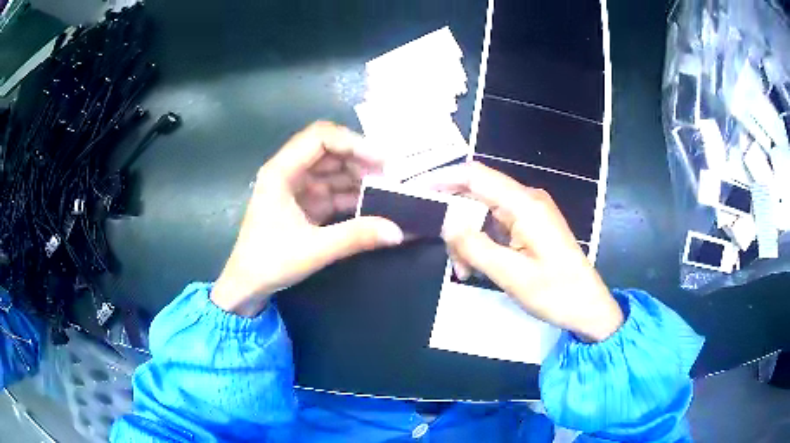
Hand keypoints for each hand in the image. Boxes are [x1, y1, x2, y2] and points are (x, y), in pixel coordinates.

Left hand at [211, 122, 403, 316]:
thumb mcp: (313, 249)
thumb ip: (355, 236)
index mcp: (281, 172)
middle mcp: (289, 172)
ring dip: (359, 177)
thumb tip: (398, 231)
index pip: (320, 138)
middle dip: (360, 159)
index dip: (352, 143)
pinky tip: (373, 203)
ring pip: (333, 170)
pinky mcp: (305, 204)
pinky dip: (353, 195)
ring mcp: (298, 188)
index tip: (381, 161)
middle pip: (329, 151)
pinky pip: (333, 190)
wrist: (247, 285)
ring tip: (387, 189)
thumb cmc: (269, 262)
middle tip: (390, 176)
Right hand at [417, 162, 622, 341]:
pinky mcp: (531, 227)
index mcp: (525, 205)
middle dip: (456, 221)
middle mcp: (527, 201)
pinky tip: (477, 268)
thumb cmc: (556, 293)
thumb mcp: (511, 276)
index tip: (417, 191)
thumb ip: (475, 247)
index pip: (476, 176)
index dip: (444, 178)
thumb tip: (446, 223)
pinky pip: (496, 226)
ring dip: (468, 238)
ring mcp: (530, 213)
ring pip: (484, 213)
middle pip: (477, 195)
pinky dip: (482, 243)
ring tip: (465, 270)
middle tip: (448, 256)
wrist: (588, 308)